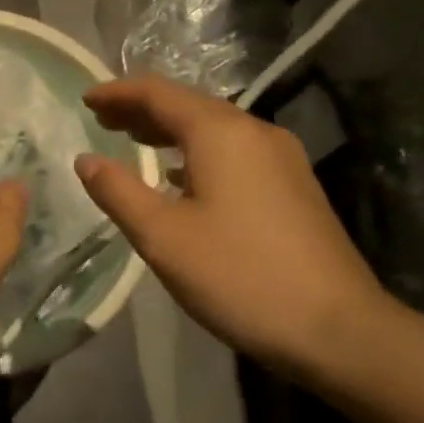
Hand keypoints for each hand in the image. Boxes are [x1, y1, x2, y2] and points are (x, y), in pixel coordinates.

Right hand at [74, 76, 393, 374]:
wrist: (338, 329)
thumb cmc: (239, 275)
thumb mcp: (162, 236)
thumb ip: (117, 191)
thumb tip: (85, 159)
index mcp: (221, 134)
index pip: (159, 94)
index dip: (118, 93)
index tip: (85, 99)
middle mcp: (254, 132)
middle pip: (188, 105)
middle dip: (141, 108)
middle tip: (101, 119)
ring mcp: (281, 158)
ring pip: (213, 128)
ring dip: (168, 130)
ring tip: (132, 140)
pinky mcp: (293, 186)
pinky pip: (233, 150)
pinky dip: (196, 151)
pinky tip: (180, 175)